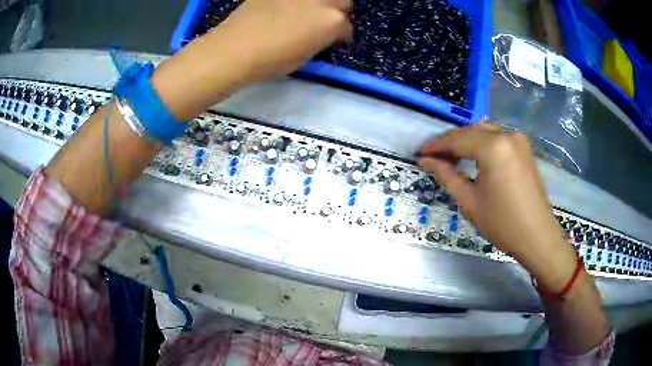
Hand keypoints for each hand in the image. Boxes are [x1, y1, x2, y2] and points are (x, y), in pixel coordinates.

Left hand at [213, 0, 352, 80]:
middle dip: (337, 11)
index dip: (341, 35)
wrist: (236, 48)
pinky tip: (285, 8)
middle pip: (343, 1)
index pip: (346, 26)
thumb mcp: (304, 56)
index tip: (335, 40)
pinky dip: (294, 2)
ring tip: (307, 11)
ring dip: (320, 3)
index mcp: (332, 21)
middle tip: (324, 20)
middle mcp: (321, 1)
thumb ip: (320, 39)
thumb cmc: (271, 61)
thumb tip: (322, 33)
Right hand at [417, 123, 577, 290]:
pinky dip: (482, 143)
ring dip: (466, 141)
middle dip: (450, 143)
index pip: (457, 140)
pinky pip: (497, 137)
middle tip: (433, 157)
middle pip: (470, 131)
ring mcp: (518, 139)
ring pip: (484, 131)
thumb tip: (426, 161)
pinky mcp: (524, 147)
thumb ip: (447, 176)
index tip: (420, 154)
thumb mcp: (470, 201)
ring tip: (451, 157)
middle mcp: (507, 135)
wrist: (537, 235)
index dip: (436, 147)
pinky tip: (474, 155)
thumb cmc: (503, 223)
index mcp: (493, 147)